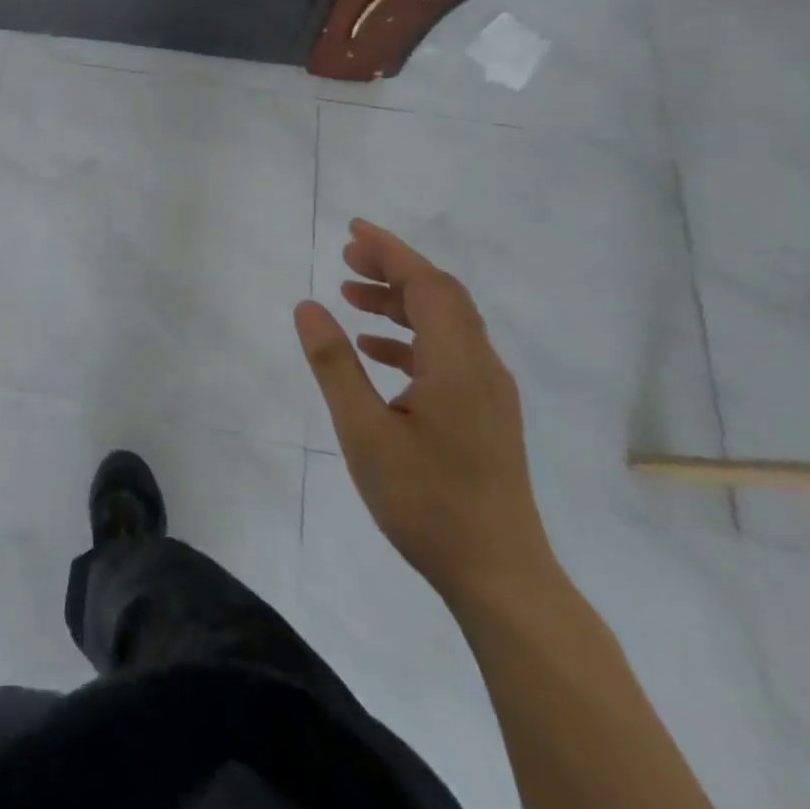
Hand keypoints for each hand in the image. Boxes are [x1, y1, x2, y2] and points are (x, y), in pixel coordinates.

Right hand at [295, 221, 553, 605]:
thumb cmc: (427, 501)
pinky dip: (410, 338)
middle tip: (346, 256)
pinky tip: (376, 351)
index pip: (427, 285)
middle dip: (394, 269)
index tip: (353, 231)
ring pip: (445, 325)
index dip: (391, 251)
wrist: (500, 577)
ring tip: (350, 297)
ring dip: (400, 303)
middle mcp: (481, 367)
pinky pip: (447, 354)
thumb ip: (335, 364)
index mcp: (457, 363)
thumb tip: (308, 306)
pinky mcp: (485, 415)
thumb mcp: (364, 431)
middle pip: (441, 297)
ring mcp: (488, 392)